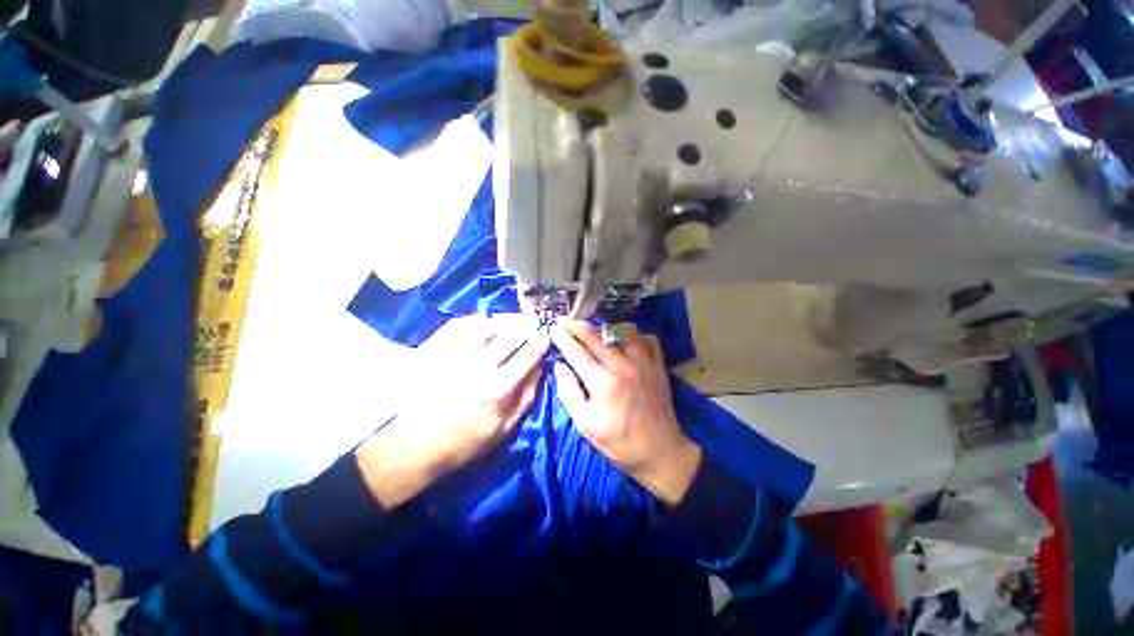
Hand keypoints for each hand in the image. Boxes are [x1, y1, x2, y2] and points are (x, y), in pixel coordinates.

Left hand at [356, 315, 549, 507]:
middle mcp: (478, 365)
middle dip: (526, 327)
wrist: (416, 446)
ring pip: (486, 325)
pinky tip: (482, 324)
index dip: (541, 341)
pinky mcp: (435, 351)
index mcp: (498, 388)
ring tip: (509, 325)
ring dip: (503, 322)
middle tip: (533, 325)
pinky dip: (475, 321)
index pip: (528, 354)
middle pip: (510, 335)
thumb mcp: (504, 429)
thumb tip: (539, 368)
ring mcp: (454, 355)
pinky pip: (460, 325)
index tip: (546, 336)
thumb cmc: (466, 442)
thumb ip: (526, 397)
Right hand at [550, 321, 701, 504]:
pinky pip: (645, 337)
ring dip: (602, 328)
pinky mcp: (657, 363)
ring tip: (593, 333)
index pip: (576, 351)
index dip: (562, 337)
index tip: (552, 328)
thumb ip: (569, 392)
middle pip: (595, 335)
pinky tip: (623, 342)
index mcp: (602, 381)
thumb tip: (559, 365)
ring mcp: (643, 361)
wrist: (661, 451)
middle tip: (565, 323)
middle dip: (576, 326)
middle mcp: (622, 364)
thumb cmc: (619, 442)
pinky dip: (632, 335)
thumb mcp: (585, 425)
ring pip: (620, 330)